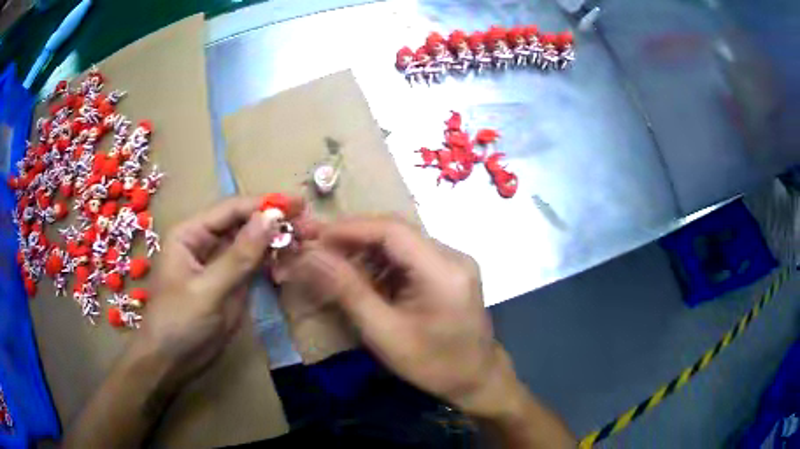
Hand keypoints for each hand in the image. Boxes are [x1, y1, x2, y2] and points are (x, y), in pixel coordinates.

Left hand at [131, 196, 302, 387]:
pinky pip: (253, 265)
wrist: (172, 362)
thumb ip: (239, 256)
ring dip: (277, 241)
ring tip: (307, 240)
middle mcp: (205, 242)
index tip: (299, 205)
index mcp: (191, 234)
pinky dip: (272, 262)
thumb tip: (271, 218)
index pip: (231, 210)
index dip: (264, 205)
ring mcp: (219, 264)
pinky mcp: (230, 283)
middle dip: (275, 223)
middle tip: (309, 226)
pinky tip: (290, 261)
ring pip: (252, 244)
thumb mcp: (208, 290)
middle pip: (244, 224)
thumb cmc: (179, 323)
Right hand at [283, 216, 518, 416]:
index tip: (315, 237)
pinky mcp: (449, 270)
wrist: (476, 379)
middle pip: (396, 231)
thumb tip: (312, 256)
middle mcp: (453, 255)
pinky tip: (362, 275)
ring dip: (365, 249)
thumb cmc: (432, 364)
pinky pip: (409, 255)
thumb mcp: (385, 333)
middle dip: (353, 237)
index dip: (349, 228)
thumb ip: (348, 291)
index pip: (392, 230)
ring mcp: (454, 261)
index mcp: (443, 271)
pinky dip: (381, 262)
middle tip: (317, 247)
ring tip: (332, 262)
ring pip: (401, 241)